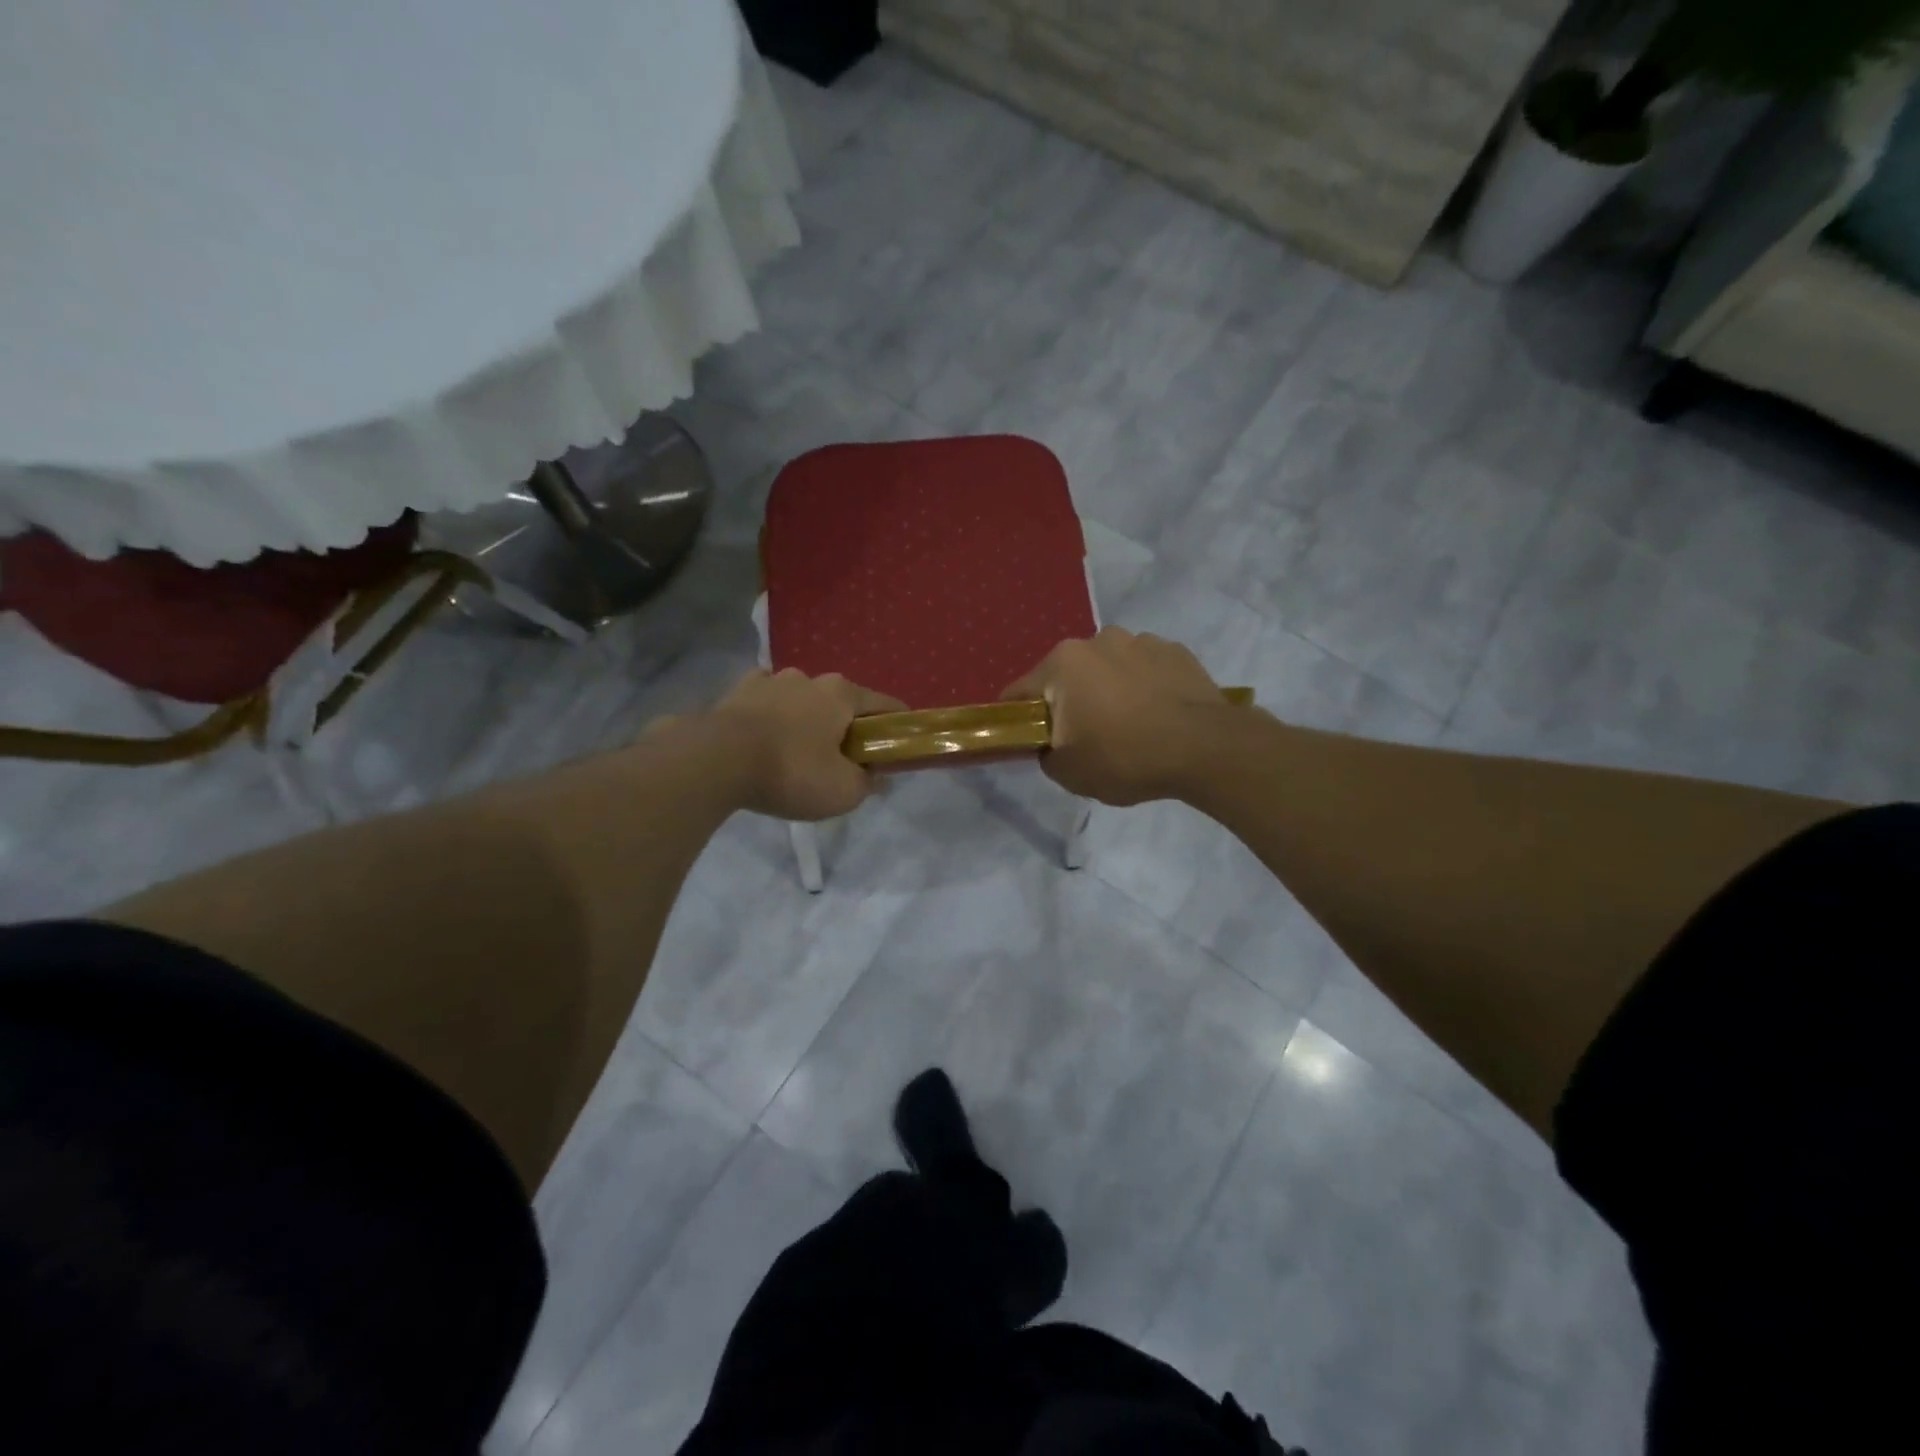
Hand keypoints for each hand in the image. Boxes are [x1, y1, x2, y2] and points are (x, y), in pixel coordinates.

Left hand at [708, 667, 904, 820]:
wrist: (716, 761)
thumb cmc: (792, 771)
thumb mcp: (843, 791)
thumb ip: (867, 782)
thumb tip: (878, 776)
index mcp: (842, 694)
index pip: (885, 704)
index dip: (897, 724)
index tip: (900, 744)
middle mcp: (809, 678)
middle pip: (840, 702)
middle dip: (845, 726)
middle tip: (844, 759)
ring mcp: (770, 680)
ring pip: (801, 699)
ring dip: (806, 719)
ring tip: (799, 751)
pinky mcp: (737, 692)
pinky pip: (765, 702)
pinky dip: (771, 716)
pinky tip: (765, 738)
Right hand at [1002, 628, 1226, 804]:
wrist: (1205, 749)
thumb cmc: (1125, 757)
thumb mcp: (1069, 773)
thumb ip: (1046, 756)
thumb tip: (1053, 746)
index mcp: (1063, 664)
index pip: (1020, 692)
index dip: (1019, 719)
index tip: (1030, 742)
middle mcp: (1098, 640)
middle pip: (1068, 676)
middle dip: (1070, 702)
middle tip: (1086, 738)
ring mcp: (1141, 641)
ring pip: (1109, 669)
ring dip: (1110, 690)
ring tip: (1131, 726)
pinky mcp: (1177, 651)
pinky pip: (1146, 670)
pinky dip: (1144, 687)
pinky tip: (1159, 716)